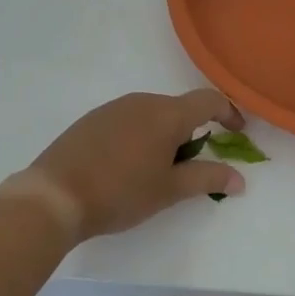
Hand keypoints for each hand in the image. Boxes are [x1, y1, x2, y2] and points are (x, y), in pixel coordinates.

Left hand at [26, 89, 245, 239]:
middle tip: (187, 170)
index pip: (208, 100)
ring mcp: (114, 108)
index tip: (238, 132)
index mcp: (167, 114)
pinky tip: (124, 167)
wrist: (55, 194)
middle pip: (178, 110)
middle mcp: (142, 101)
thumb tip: (239, 178)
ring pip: (152, 115)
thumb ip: (207, 179)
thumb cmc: (120, 192)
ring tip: (153, 173)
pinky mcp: (92, 119)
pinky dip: (138, 138)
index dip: (228, 112)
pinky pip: (128, 121)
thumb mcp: (169, 190)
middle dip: (190, 135)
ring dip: (163, 137)